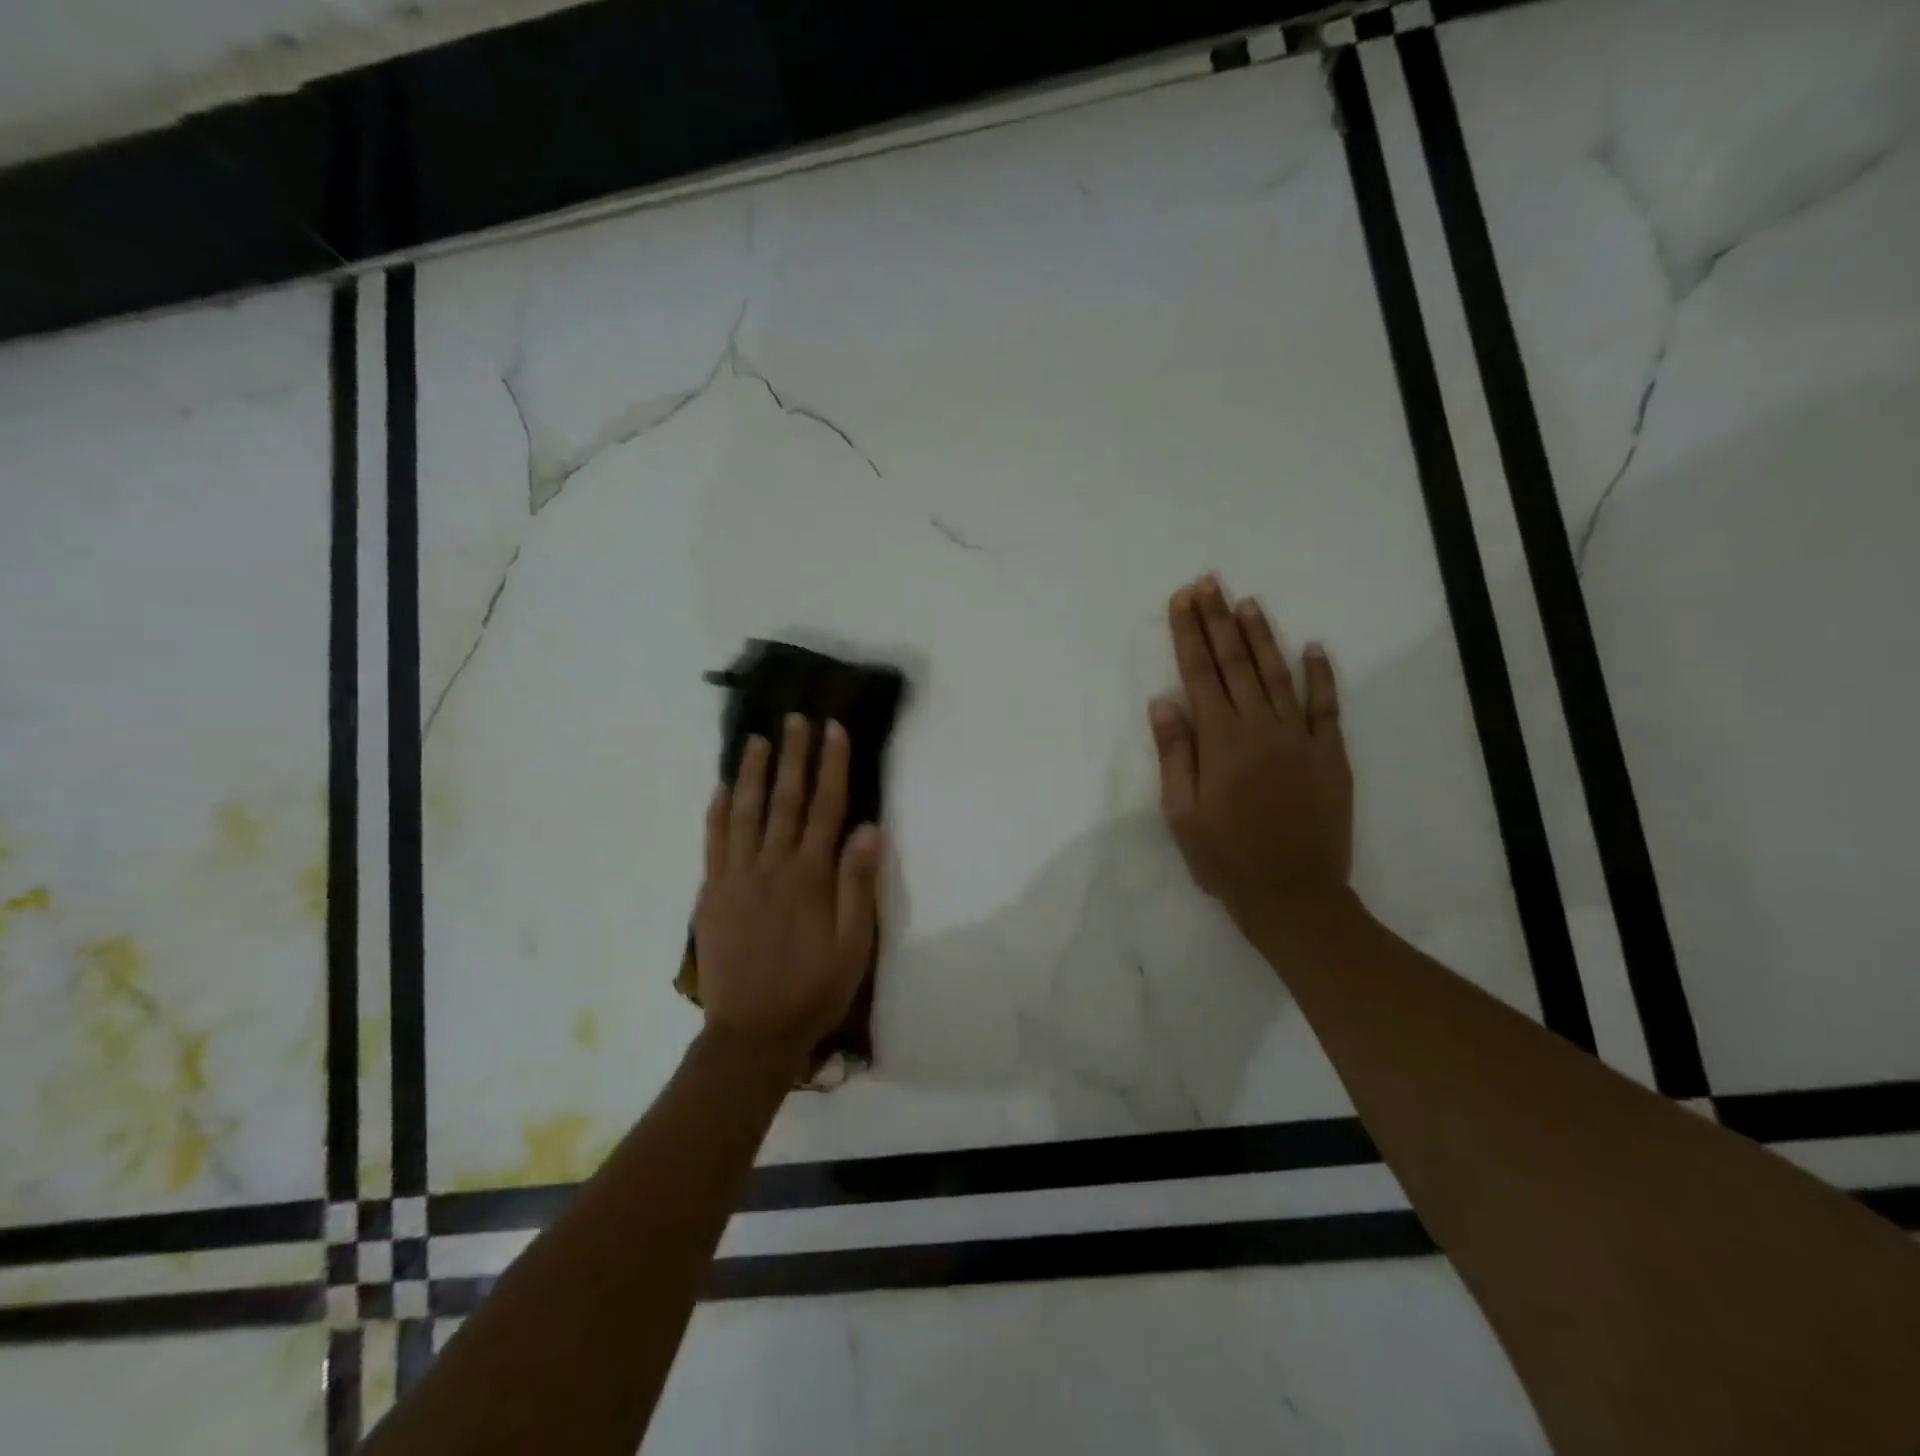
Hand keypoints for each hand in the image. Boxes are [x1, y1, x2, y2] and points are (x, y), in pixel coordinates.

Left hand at [694, 715, 883, 1067]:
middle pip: (785, 799)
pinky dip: (717, 812)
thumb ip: (859, 885)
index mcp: (810, 876)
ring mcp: (737, 877)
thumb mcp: (854, 945)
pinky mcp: (712, 894)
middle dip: (793, 756)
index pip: (825, 807)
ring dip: (752, 772)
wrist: (753, 1033)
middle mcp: (773, 866)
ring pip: (745, 812)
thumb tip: (869, 828)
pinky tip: (721, 788)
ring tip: (757, 739)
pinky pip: (713, 843)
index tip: (833, 729)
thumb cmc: (814, 989)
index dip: (831, 766)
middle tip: (795, 718)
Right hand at [1149, 574, 1353, 932]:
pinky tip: (1313, 647)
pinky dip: (1320, 675)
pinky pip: (1326, 706)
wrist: (1293, 894)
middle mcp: (1260, 728)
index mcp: (1220, 741)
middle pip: (1236, 663)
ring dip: (1261, 635)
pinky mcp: (1330, 755)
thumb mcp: (1181, 813)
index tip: (1181, 600)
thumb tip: (1164, 702)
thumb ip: (1175, 754)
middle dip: (1219, 620)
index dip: (1188, 634)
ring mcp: (1300, 738)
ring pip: (1278, 674)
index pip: (1199, 674)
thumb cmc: (1225, 858)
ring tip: (1248, 602)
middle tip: (1208, 583)